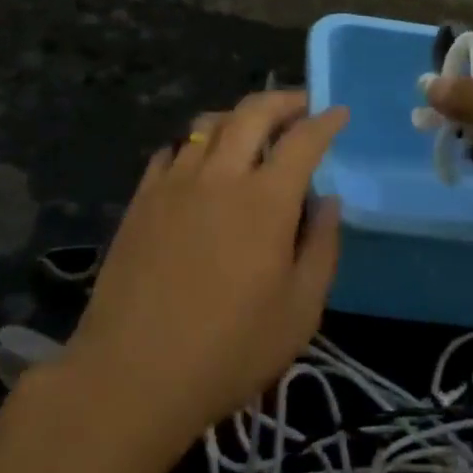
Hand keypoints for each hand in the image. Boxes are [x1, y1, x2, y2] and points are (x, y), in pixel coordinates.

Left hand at [63, 92, 347, 444]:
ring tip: (251, 127)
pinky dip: (195, 143)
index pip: (302, 141)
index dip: (325, 121)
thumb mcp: (299, 311)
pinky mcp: (141, 199)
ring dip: (237, 115)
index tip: (338, 112)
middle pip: (251, 113)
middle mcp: (219, 176)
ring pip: (207, 124)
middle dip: (282, 100)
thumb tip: (327, 201)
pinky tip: (200, 159)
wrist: (134, 372)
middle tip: (300, 104)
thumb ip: (320, 247)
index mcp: (265, 200)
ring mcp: (174, 183)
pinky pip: (171, 151)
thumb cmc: (229, 349)